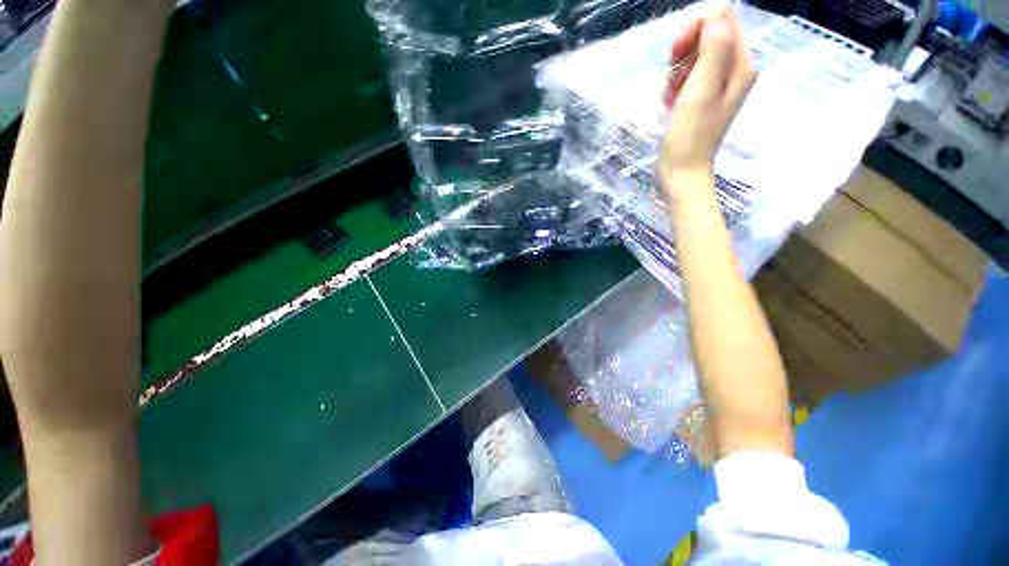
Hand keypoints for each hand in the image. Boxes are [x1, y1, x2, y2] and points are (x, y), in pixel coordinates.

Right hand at [659, 7, 755, 200]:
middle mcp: (734, 70)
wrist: (681, 171)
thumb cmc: (690, 135)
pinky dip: (675, 85)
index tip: (677, 53)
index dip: (696, 28)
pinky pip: (688, 77)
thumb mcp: (702, 89)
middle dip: (685, 50)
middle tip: (671, 73)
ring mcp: (718, 85)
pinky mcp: (703, 98)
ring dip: (677, 71)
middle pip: (709, 35)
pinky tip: (670, 102)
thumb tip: (716, 10)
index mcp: (740, 64)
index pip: (722, 19)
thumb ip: (713, 47)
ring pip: (695, 57)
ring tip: (671, 95)